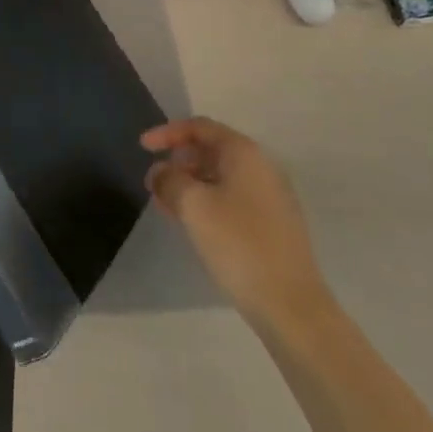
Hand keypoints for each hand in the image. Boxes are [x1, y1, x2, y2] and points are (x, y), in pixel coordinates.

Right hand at [143, 117, 327, 322]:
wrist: (289, 303)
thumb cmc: (238, 243)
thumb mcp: (193, 205)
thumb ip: (169, 180)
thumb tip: (160, 172)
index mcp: (245, 154)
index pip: (200, 127)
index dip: (168, 132)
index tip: (143, 147)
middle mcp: (262, 167)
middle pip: (212, 150)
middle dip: (178, 161)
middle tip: (154, 182)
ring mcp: (271, 197)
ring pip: (221, 176)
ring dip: (190, 184)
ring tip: (166, 205)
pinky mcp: (273, 224)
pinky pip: (232, 198)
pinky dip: (207, 201)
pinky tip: (192, 223)